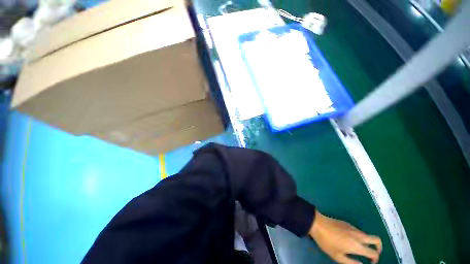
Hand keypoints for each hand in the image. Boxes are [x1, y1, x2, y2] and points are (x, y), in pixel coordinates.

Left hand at [309, 210, 381, 263]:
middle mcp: (358, 235)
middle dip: (378, 248)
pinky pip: (359, 231)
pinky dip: (360, 237)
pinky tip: (350, 240)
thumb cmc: (326, 241)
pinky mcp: (347, 223)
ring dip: (368, 242)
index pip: (374, 253)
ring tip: (359, 249)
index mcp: (357, 245)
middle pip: (376, 239)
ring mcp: (353, 227)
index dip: (375, 259)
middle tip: (372, 254)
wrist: (317, 223)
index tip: (370, 263)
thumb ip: (351, 263)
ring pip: (367, 235)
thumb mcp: (337, 256)